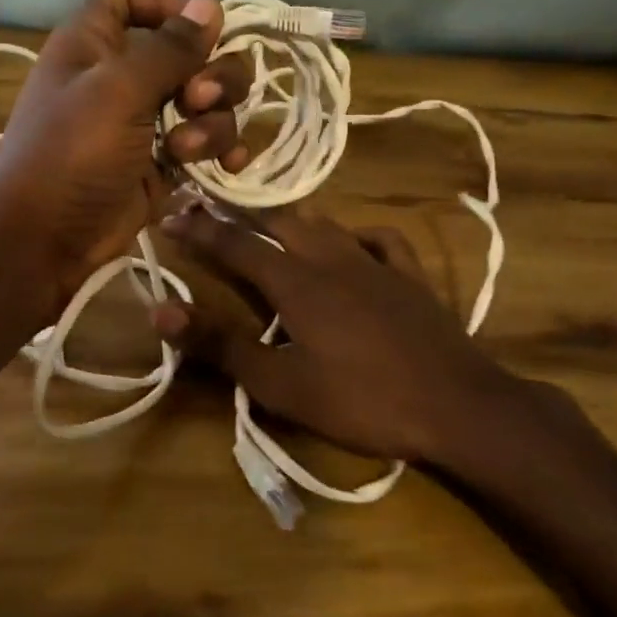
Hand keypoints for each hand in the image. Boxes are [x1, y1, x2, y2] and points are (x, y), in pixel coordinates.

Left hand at [0, 0, 250, 302]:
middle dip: (210, 71)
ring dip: (213, 120)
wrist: (46, 239)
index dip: (164, 2)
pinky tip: (228, 165)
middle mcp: (122, 75)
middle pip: (187, 49)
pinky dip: (221, 148)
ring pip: (206, 98)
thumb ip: (169, 49)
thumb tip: (210, 5)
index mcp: (95, 43)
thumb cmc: (72, 153)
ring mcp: (146, 120)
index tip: (200, 27)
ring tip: (187, 149)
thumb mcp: (118, 91)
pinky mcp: (163, 161)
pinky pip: (207, 140)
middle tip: (199, 98)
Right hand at [151, 206, 542, 464]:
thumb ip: (220, 344)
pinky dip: (357, 234)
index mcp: (296, 282)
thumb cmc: (361, 400)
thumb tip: (161, 309)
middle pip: (280, 222)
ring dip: (292, 218)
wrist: (456, 405)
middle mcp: (332, 258)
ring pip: (326, 224)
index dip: (200, 230)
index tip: (170, 214)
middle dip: (241, 215)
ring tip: (272, 222)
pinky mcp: (410, 277)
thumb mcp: (281, 384)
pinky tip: (353, 244)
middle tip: (214, 211)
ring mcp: (376, 263)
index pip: (236, 245)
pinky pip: (381, 239)